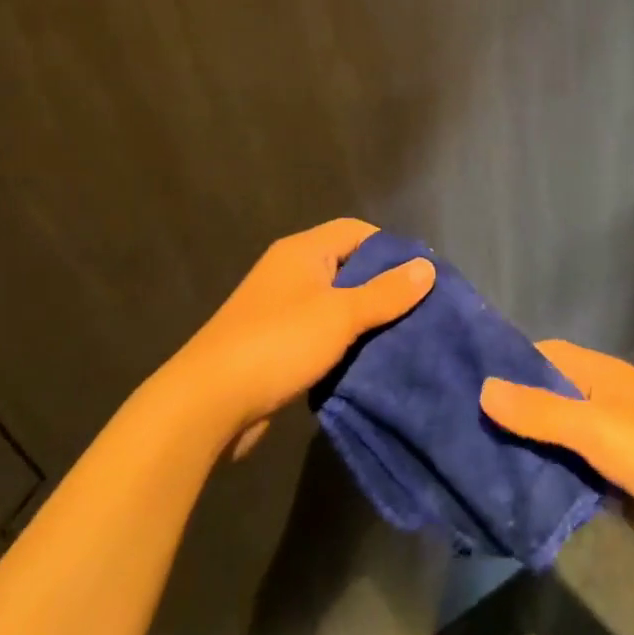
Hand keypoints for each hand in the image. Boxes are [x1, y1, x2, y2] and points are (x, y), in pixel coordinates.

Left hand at [169, 219, 433, 450]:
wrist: (206, 403)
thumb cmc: (278, 344)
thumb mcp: (342, 315)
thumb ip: (387, 292)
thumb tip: (427, 267)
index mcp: (303, 251)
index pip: (357, 231)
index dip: (391, 248)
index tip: (420, 277)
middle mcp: (290, 271)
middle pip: (348, 266)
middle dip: (382, 285)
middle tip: (418, 309)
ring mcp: (279, 308)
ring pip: (335, 302)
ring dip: (364, 318)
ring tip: (400, 336)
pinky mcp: (273, 343)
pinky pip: (319, 331)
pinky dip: (342, 341)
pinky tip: (365, 361)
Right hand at [480, 341, 633, 573]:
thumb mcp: (593, 428)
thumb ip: (540, 410)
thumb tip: (483, 387)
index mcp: (601, 375)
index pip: (546, 355)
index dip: (510, 363)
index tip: (465, 378)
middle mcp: (603, 400)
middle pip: (548, 396)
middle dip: (512, 410)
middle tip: (461, 426)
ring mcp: (609, 441)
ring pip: (556, 437)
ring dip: (526, 447)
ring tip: (475, 459)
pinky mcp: (613, 479)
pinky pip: (570, 471)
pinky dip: (546, 477)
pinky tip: (513, 490)